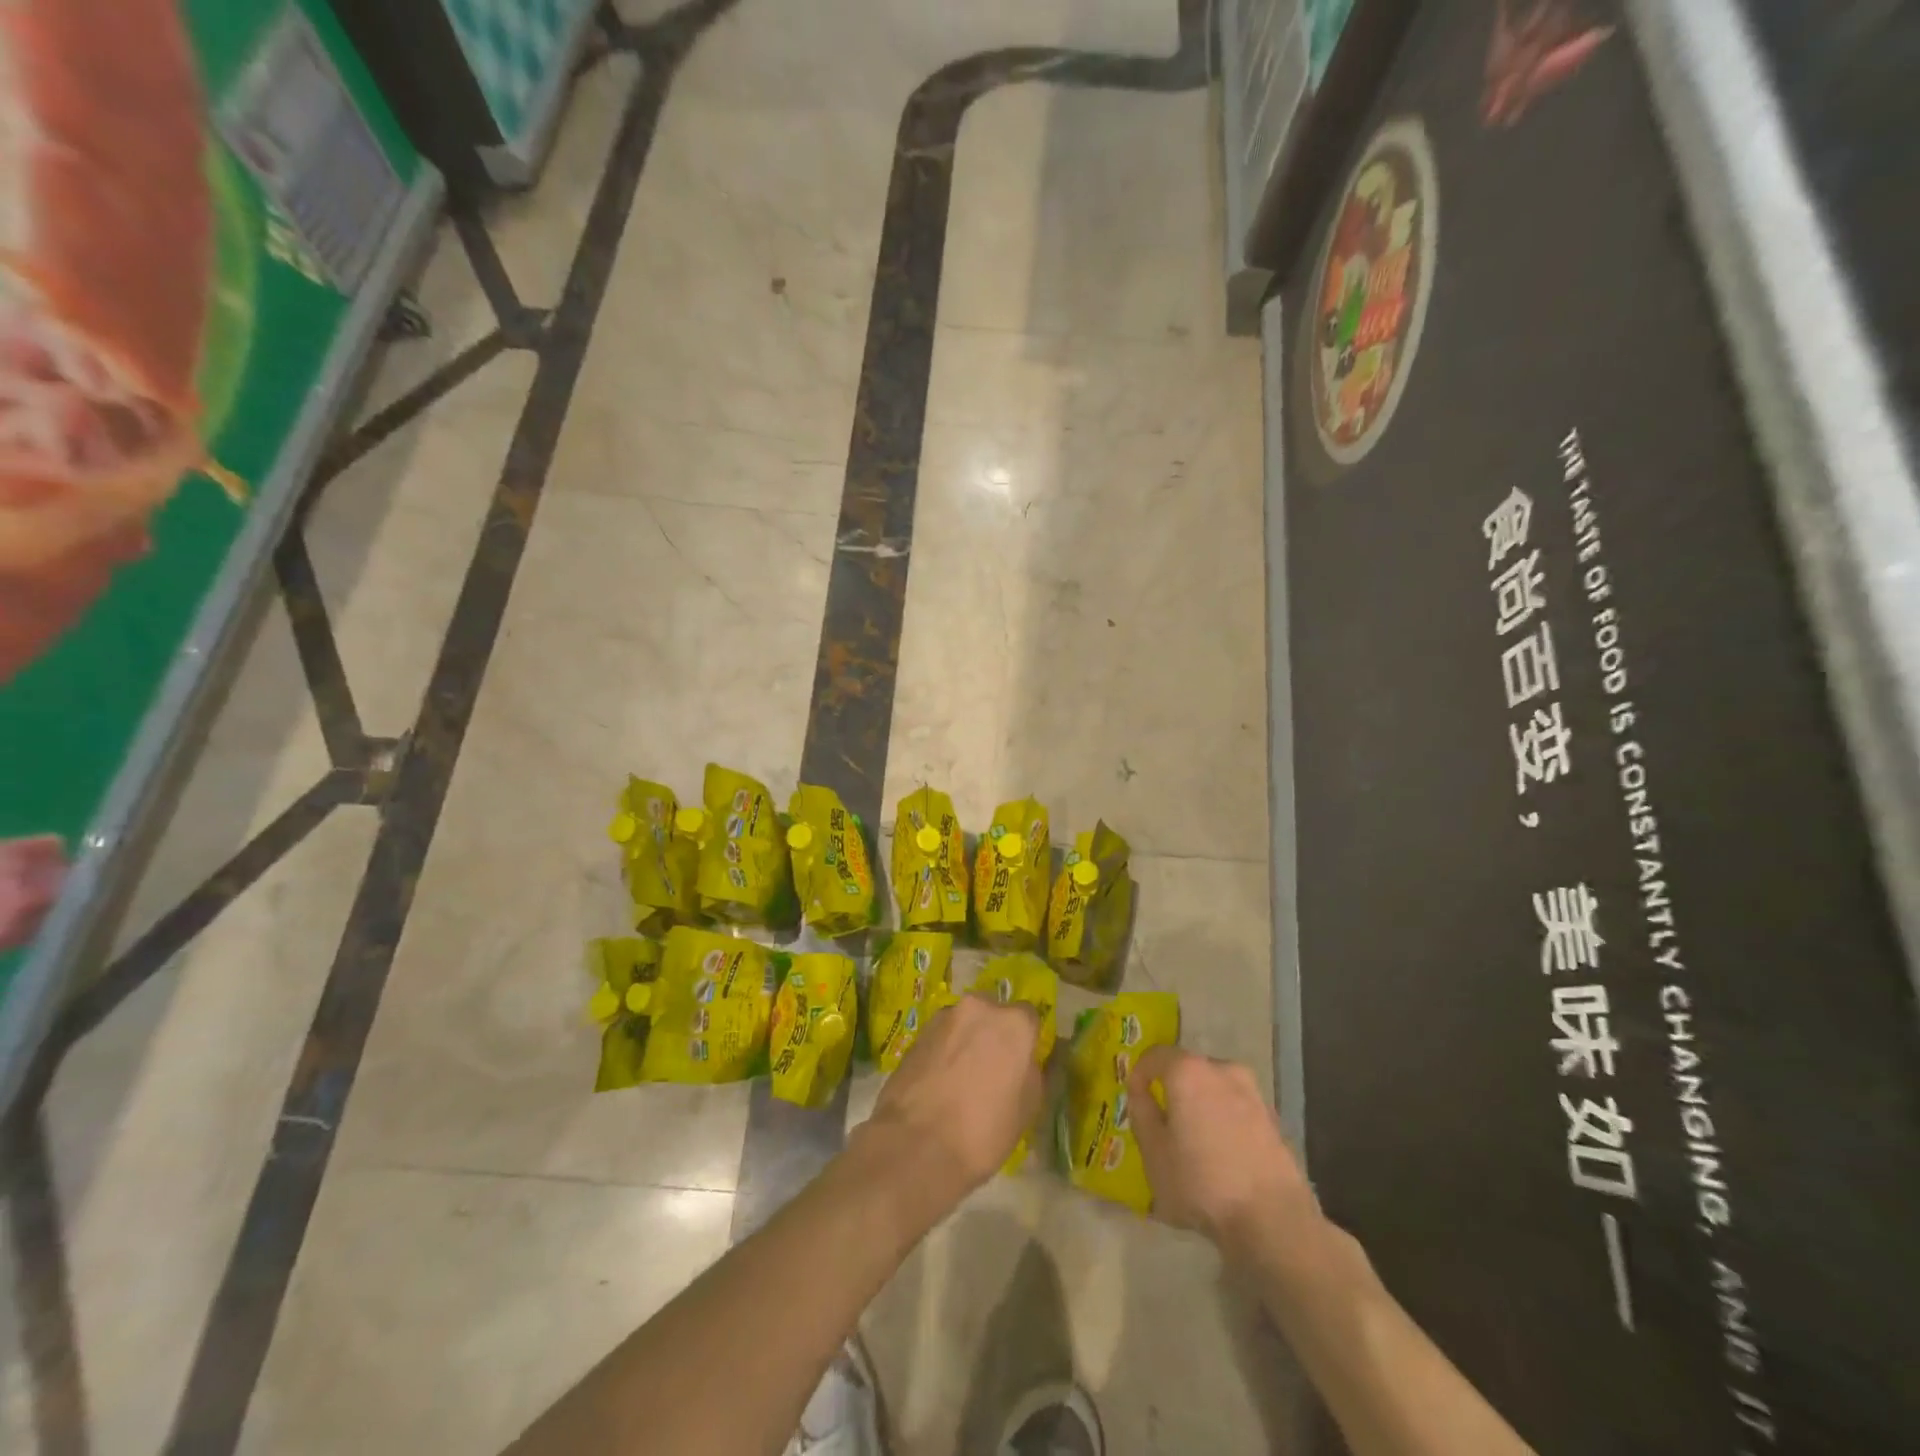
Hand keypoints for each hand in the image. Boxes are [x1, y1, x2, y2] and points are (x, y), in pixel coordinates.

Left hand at [862, 993, 1041, 1210]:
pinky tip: (938, 1083)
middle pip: (992, 1013)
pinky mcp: (917, 1033)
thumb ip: (1032, 1071)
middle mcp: (979, 1007)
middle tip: (990, 1070)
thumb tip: (1025, 1060)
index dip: (1025, 1041)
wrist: (916, 1144)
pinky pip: (940, 1037)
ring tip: (959, 1080)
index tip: (1019, 1063)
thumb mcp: (1028, 1108)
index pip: (1029, 1017)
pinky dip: (943, 1052)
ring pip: (963, 1023)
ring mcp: (943, 1017)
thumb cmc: (984, 1130)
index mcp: (1013, 1023)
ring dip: (965, 1041)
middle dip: (993, 1034)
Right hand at [1127, 1047, 1320, 1260]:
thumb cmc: (1201, 1182)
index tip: (1135, 1097)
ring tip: (1195, 1142)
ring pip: (1214, 1089)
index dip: (1140, 1073)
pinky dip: (1224, 1121)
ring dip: (1201, 1106)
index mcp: (1188, 1071)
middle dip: (1173, 1089)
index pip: (1155, 1055)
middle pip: (1187, 1070)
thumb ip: (1141, 1112)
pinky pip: (1236, 1109)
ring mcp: (1253, 1093)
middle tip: (1163, 1121)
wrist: (1273, 1220)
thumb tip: (1140, 1091)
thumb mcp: (1153, 1152)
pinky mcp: (1273, 1119)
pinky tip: (1223, 1155)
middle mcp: (1222, 1069)